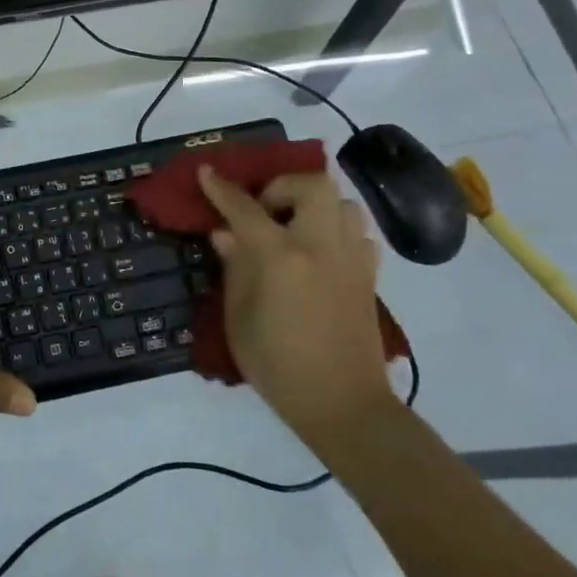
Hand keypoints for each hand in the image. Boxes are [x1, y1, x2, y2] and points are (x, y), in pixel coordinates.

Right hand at [198, 163, 398, 446]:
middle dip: (283, 186)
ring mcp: (351, 258)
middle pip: (312, 185)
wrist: (343, 405)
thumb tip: (225, 234)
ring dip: (315, 205)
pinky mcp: (369, 275)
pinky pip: (357, 233)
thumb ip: (234, 268)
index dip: (222, 189)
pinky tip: (320, 252)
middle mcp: (320, 246)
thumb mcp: (239, 318)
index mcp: (281, 257)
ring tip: (294, 228)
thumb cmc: (278, 365)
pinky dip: (337, 230)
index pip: (246, 208)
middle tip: (265, 208)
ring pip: (343, 203)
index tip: (207, 171)